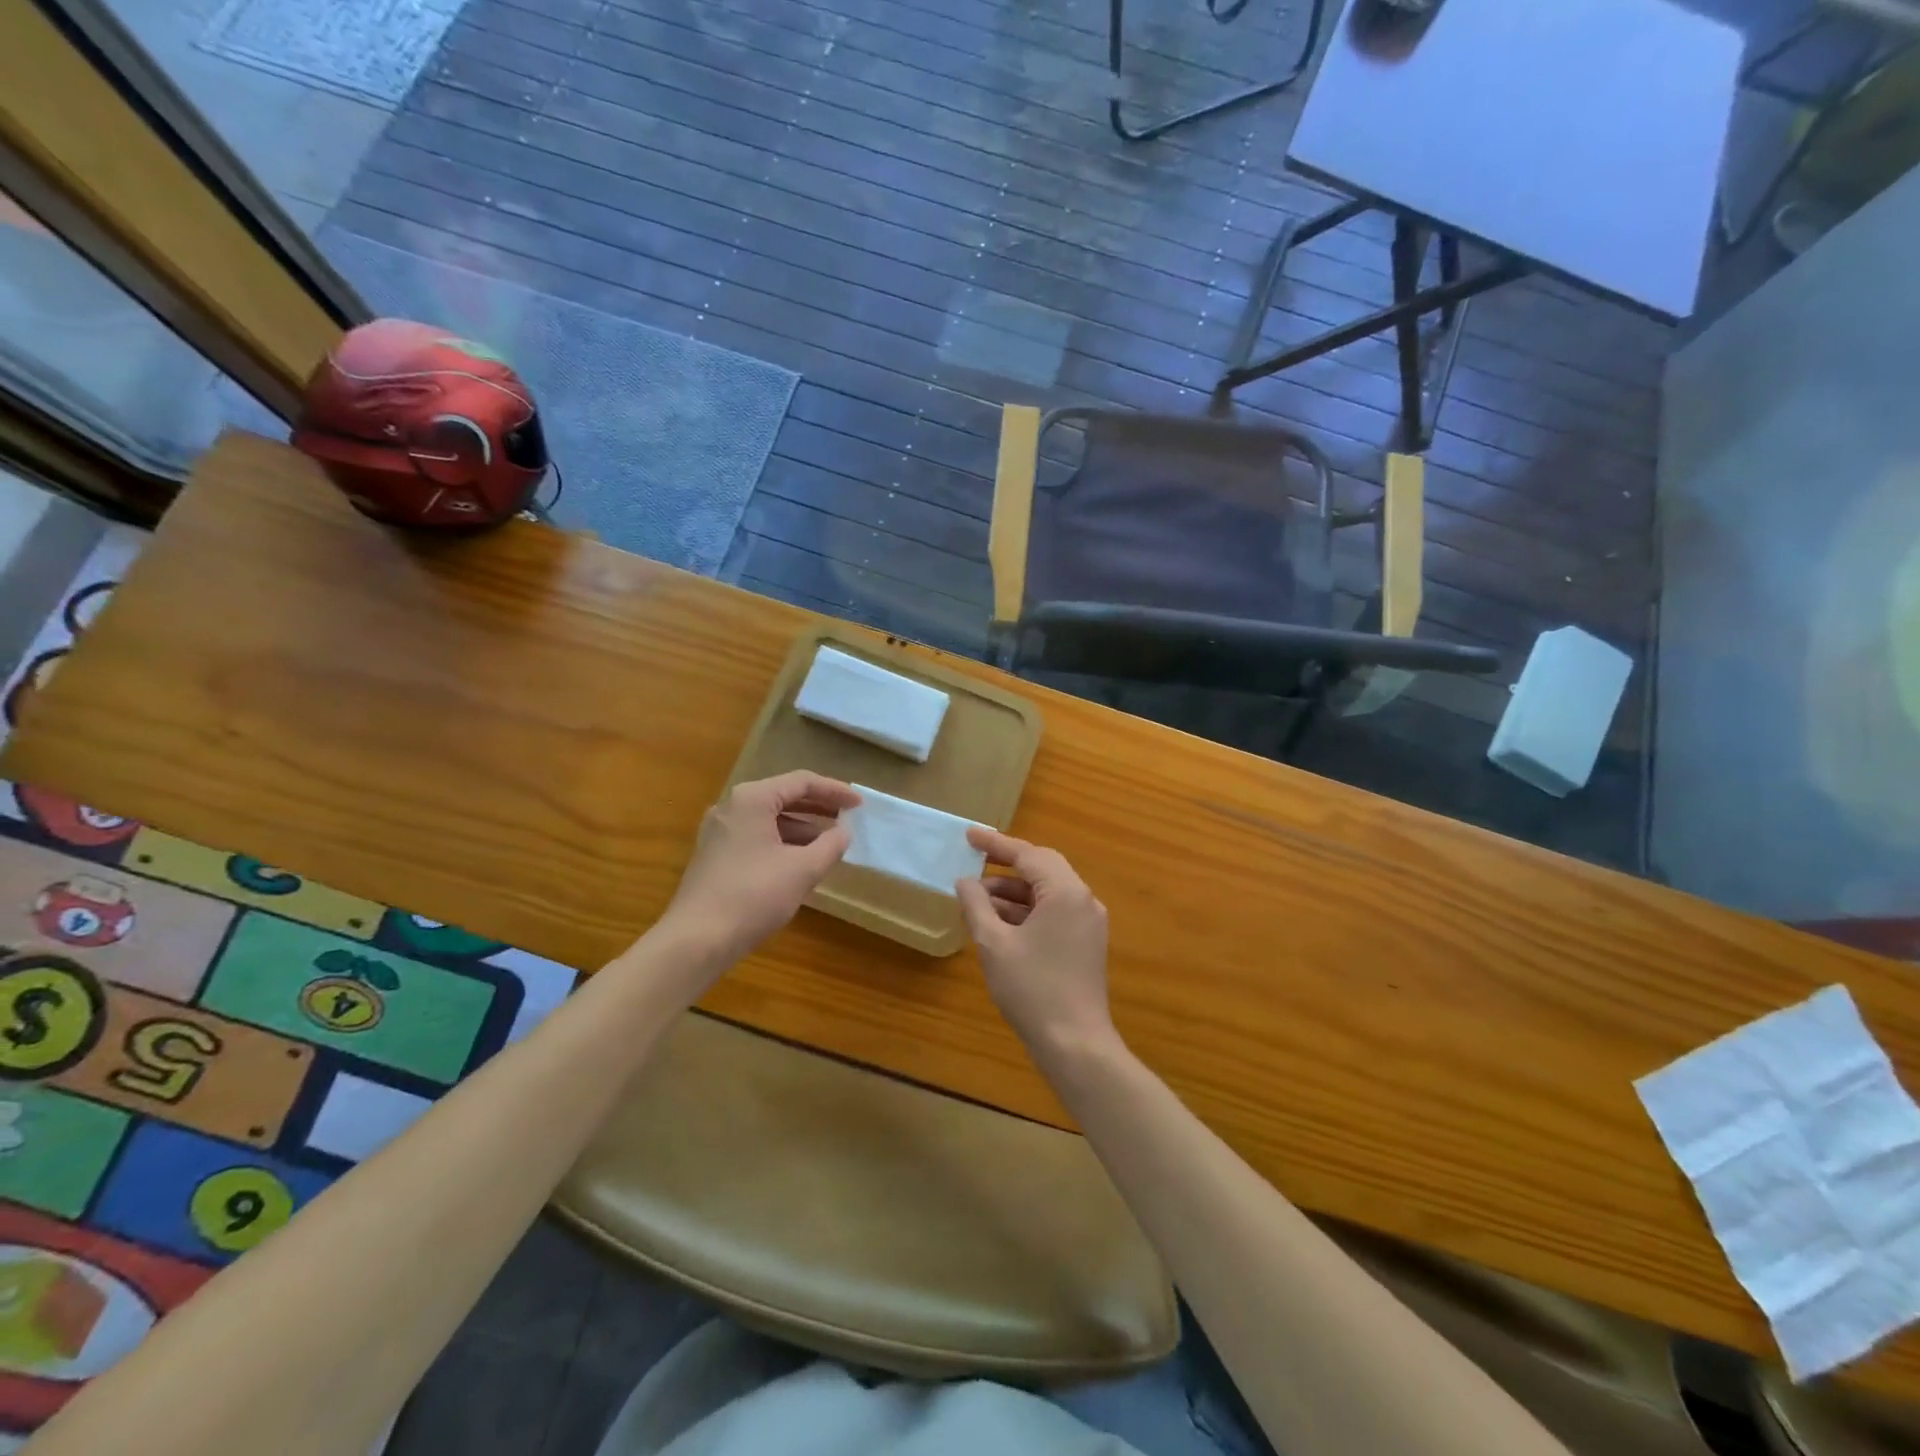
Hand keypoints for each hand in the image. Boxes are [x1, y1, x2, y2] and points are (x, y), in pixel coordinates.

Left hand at [658, 772, 860, 972]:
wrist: (697, 939)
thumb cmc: (754, 896)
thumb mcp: (803, 870)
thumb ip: (830, 845)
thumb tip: (844, 832)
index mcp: (752, 799)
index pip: (801, 782)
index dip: (834, 791)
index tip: (859, 805)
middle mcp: (731, 806)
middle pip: (783, 796)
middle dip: (818, 807)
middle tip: (847, 818)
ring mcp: (719, 831)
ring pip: (769, 818)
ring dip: (801, 827)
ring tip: (828, 843)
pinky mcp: (714, 854)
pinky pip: (756, 836)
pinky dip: (781, 842)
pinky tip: (799, 861)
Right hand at [955, 828, 1116, 1056]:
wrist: (1075, 1044)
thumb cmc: (1032, 989)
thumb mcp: (994, 944)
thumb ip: (977, 905)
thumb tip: (965, 881)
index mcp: (1066, 892)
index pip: (1028, 855)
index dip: (996, 844)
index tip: (969, 835)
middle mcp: (1084, 900)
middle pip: (1042, 868)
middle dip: (1006, 865)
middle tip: (973, 860)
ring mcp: (1089, 923)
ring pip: (1047, 892)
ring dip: (1014, 892)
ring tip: (977, 900)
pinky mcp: (1086, 944)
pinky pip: (1054, 913)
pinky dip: (1027, 911)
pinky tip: (999, 922)